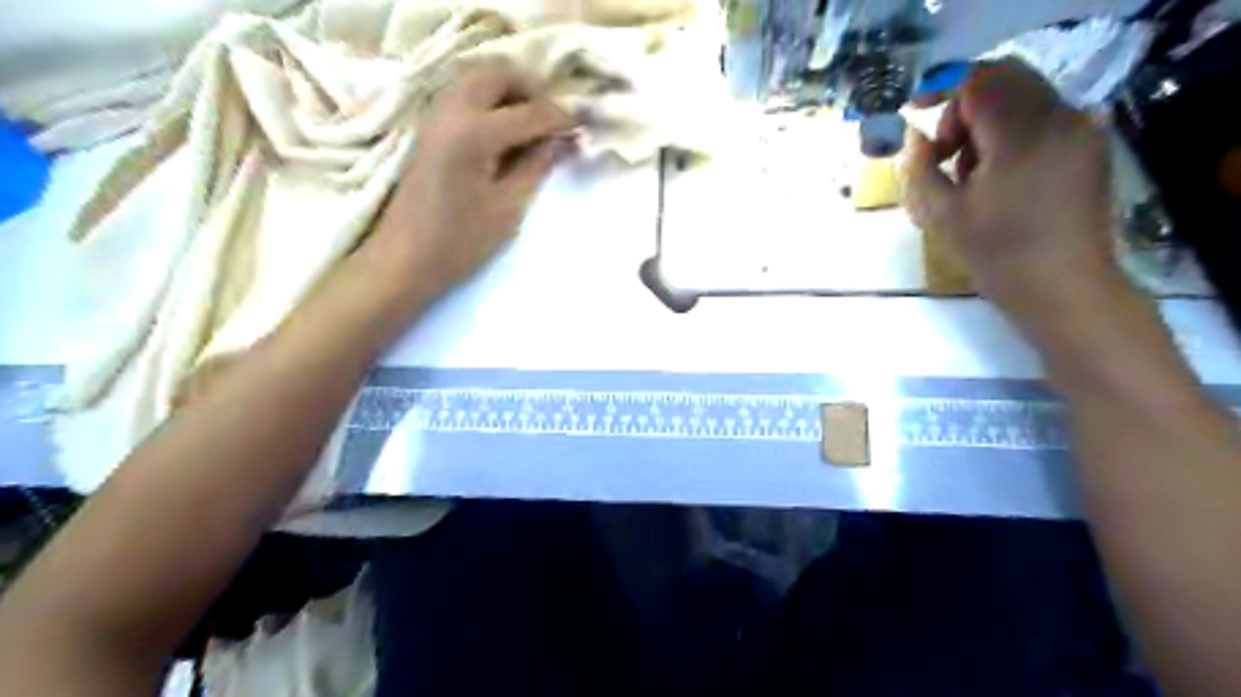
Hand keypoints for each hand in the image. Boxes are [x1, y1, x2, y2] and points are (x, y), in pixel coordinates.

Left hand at [377, 69, 574, 298]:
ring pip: (477, 80)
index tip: (581, 129)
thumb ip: (537, 166)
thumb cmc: (460, 242)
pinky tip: (501, 135)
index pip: (530, 112)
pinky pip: (462, 96)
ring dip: (507, 94)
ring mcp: (434, 116)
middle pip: (497, 75)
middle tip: (551, 123)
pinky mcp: (427, 128)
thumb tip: (561, 140)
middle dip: (530, 92)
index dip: (560, 118)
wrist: (403, 259)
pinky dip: (487, 102)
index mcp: (475, 132)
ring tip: (529, 129)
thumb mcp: (508, 208)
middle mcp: (451, 110)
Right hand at [904, 60, 1124, 318]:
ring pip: (1023, 98)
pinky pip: (1042, 119)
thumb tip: (916, 136)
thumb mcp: (940, 214)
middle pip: (1004, 81)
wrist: (1064, 289)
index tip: (915, 115)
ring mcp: (1081, 131)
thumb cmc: (996, 255)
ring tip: (967, 174)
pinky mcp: (1088, 148)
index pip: (979, 81)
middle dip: (963, 109)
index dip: (942, 91)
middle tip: (942, 153)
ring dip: (985, 124)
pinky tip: (997, 178)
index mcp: (1022, 133)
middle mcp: (1060, 118)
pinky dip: (1010, 134)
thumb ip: (919, 167)